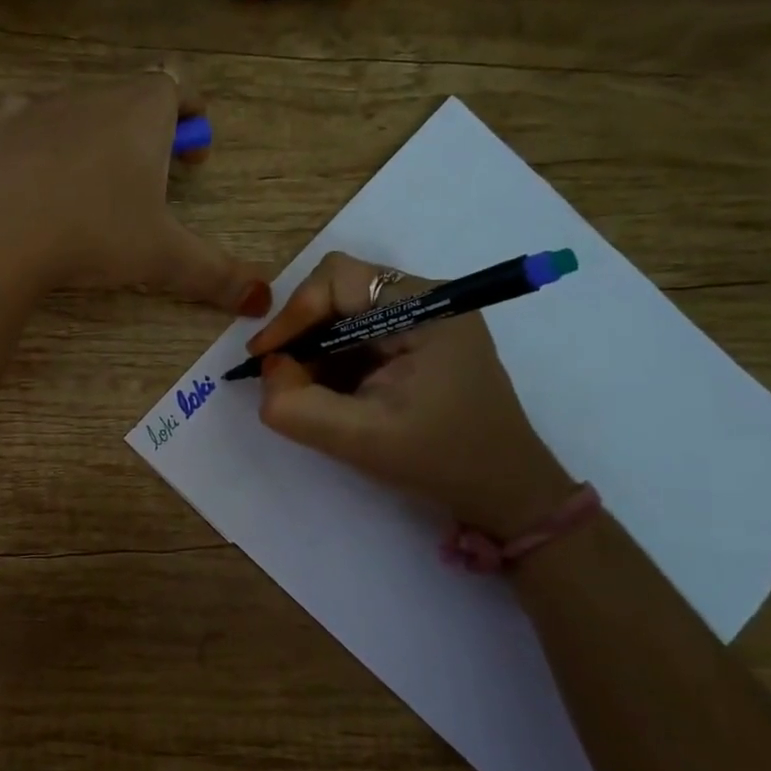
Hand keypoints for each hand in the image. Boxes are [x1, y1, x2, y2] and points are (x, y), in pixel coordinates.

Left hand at [0, 69, 271, 314]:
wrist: (3, 237)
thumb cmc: (97, 234)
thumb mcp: (165, 257)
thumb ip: (217, 274)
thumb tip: (264, 301)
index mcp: (144, 110)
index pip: (178, 85)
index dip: (192, 113)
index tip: (194, 156)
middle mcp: (96, 95)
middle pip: (133, 97)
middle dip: (150, 131)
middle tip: (153, 181)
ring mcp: (45, 107)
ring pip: (84, 107)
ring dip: (99, 134)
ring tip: (99, 184)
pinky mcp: (3, 129)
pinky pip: (30, 116)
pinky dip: (44, 135)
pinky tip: (42, 167)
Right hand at [249, 251, 575, 536]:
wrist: (505, 492)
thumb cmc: (440, 461)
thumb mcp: (359, 439)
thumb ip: (297, 406)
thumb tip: (268, 369)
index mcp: (425, 308)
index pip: (338, 279)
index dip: (293, 313)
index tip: (265, 358)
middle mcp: (426, 301)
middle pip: (339, 290)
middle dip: (301, 331)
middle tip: (278, 375)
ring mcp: (425, 321)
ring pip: (345, 313)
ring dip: (314, 347)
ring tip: (301, 390)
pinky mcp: (418, 344)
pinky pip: (359, 335)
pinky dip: (332, 359)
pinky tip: (326, 393)